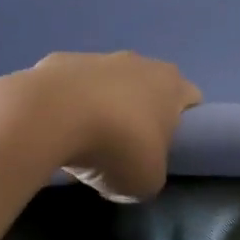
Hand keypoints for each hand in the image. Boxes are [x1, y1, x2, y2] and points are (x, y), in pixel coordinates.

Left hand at [0, 52, 202, 202]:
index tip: (165, 150)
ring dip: (100, 109)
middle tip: (123, 150)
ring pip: (106, 85)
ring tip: (81, 144)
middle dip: (138, 116)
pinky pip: (69, 87)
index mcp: (170, 84)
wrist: (50, 117)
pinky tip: (54, 130)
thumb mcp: (147, 181)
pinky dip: (65, 105)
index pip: (189, 99)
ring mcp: (96, 57)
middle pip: (146, 89)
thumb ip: (151, 172)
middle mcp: (138, 62)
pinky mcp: (58, 61)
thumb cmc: (116, 148)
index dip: (182, 125)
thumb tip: (134, 168)